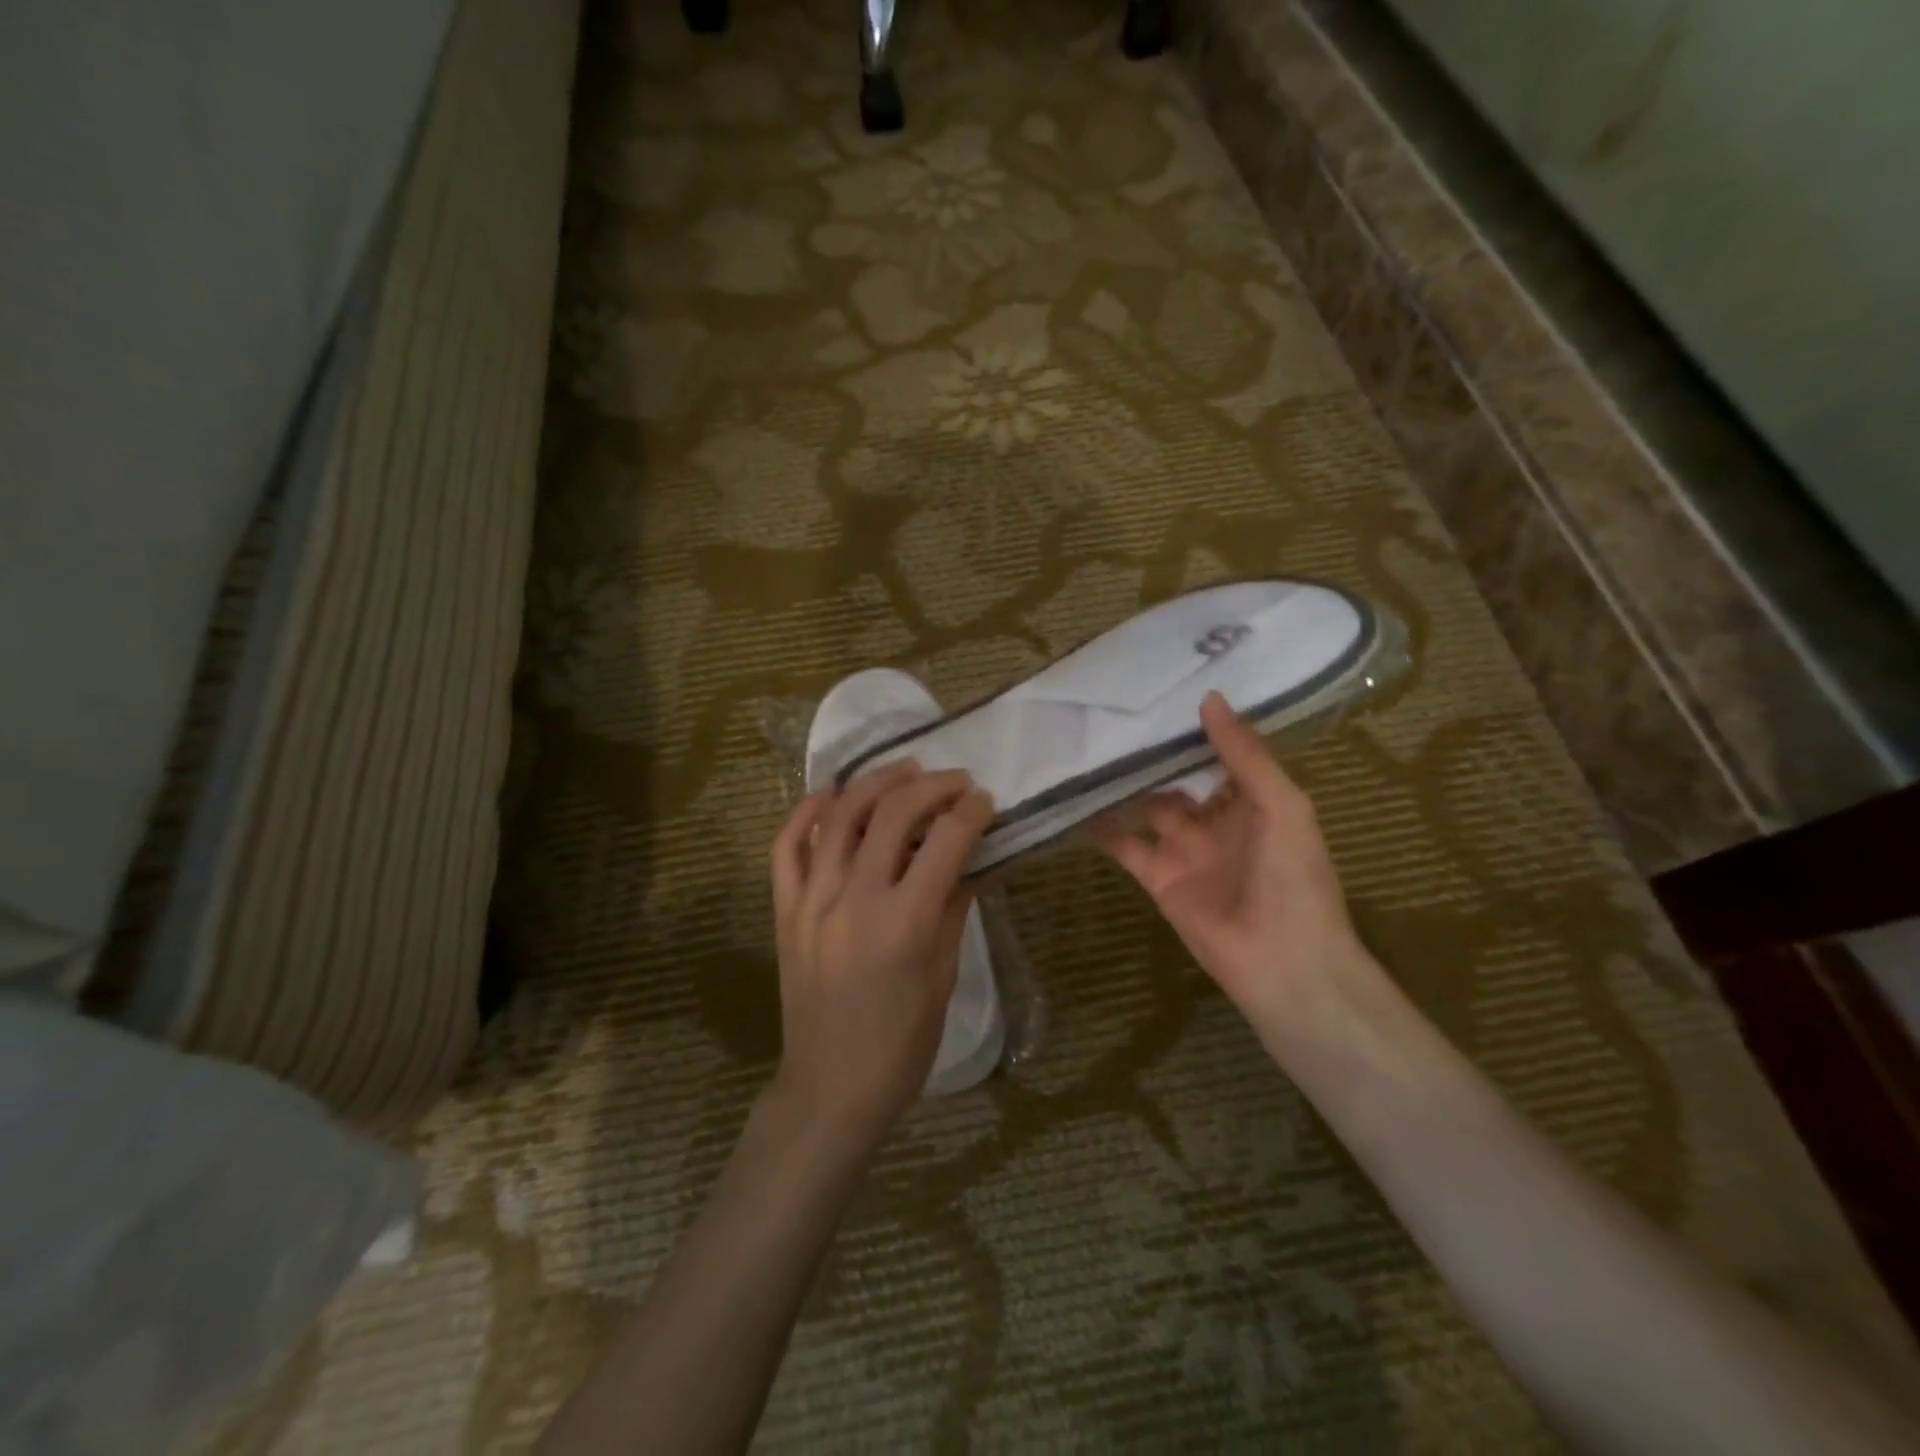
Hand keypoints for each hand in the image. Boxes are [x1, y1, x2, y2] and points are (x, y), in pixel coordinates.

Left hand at [769, 763, 994, 1147]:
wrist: (830, 1088)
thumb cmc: (901, 1046)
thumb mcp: (943, 978)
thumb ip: (953, 910)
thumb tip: (967, 860)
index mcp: (905, 924)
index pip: (945, 842)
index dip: (971, 812)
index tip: (985, 801)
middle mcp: (855, 900)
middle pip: (894, 815)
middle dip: (932, 787)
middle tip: (955, 781)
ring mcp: (812, 901)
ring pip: (840, 816)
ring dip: (876, 783)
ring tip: (905, 771)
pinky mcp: (785, 910)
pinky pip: (786, 847)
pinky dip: (806, 812)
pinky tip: (831, 795)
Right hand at [1095, 691, 1366, 1039]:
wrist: (1282, 963)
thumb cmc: (1293, 878)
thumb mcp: (1281, 806)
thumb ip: (1245, 755)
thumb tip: (1209, 698)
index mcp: (1253, 800)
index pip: (1220, 753)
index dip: (1195, 726)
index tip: (1162, 690)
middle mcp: (1216, 819)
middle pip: (1178, 778)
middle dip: (1152, 753)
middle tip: (1112, 714)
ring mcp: (1184, 849)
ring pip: (1146, 806)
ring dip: (1123, 784)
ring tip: (1088, 749)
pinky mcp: (1157, 877)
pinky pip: (1125, 845)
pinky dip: (1101, 827)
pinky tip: (1075, 801)